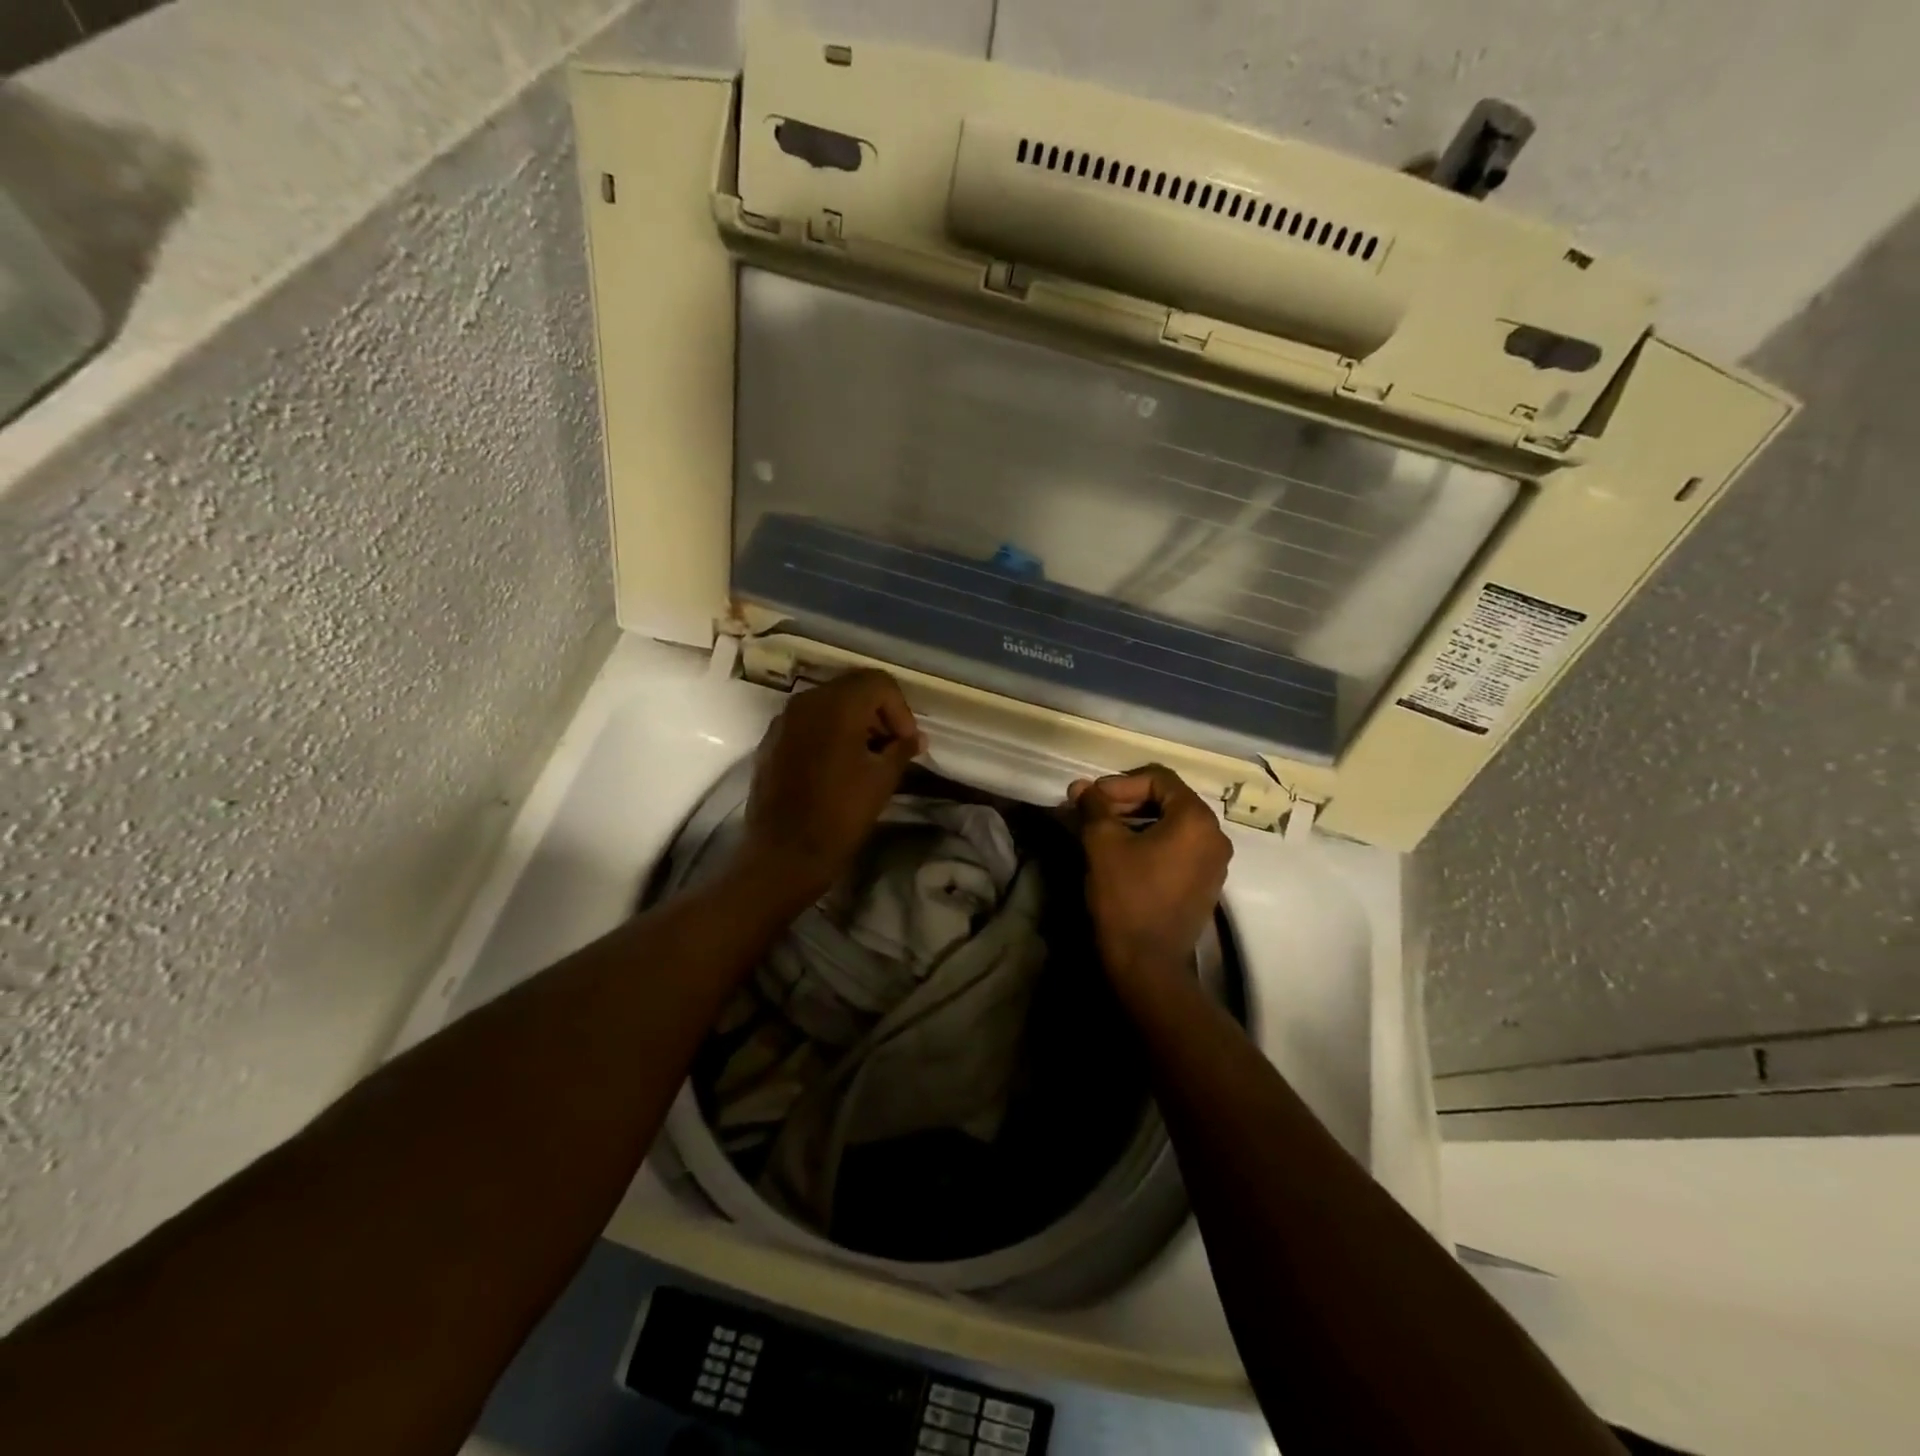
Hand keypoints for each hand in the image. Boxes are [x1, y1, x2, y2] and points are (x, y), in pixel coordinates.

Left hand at [735, 669, 923, 905]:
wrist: (784, 853)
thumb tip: (914, 738)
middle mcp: (806, 701)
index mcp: (836, 705)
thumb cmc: (841, 814)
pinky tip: (840, 765)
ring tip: (870, 757)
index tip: (908, 742)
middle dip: (879, 712)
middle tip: (894, 746)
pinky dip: (830, 733)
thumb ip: (902, 748)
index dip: (901, 710)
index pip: (879, 683)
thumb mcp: (883, 779)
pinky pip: (808, 723)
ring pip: (829, 704)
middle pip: (852, 688)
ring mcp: (784, 720)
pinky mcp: (771, 741)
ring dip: (855, 722)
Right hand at [1071, 765, 1232, 981]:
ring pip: (1173, 825)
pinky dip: (1152, 842)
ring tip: (1103, 832)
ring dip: (1137, 821)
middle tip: (1093, 812)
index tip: (1091, 798)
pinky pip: (1179, 848)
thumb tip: (1081, 786)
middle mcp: (1215, 835)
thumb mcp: (1103, 844)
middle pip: (1169, 799)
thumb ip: (1093, 807)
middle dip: (1127, 801)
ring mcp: (1214, 862)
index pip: (1159, 778)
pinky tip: (1123, 854)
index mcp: (1196, 819)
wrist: (1147, 963)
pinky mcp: (1206, 884)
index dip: (1120, 782)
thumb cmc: (1126, 896)